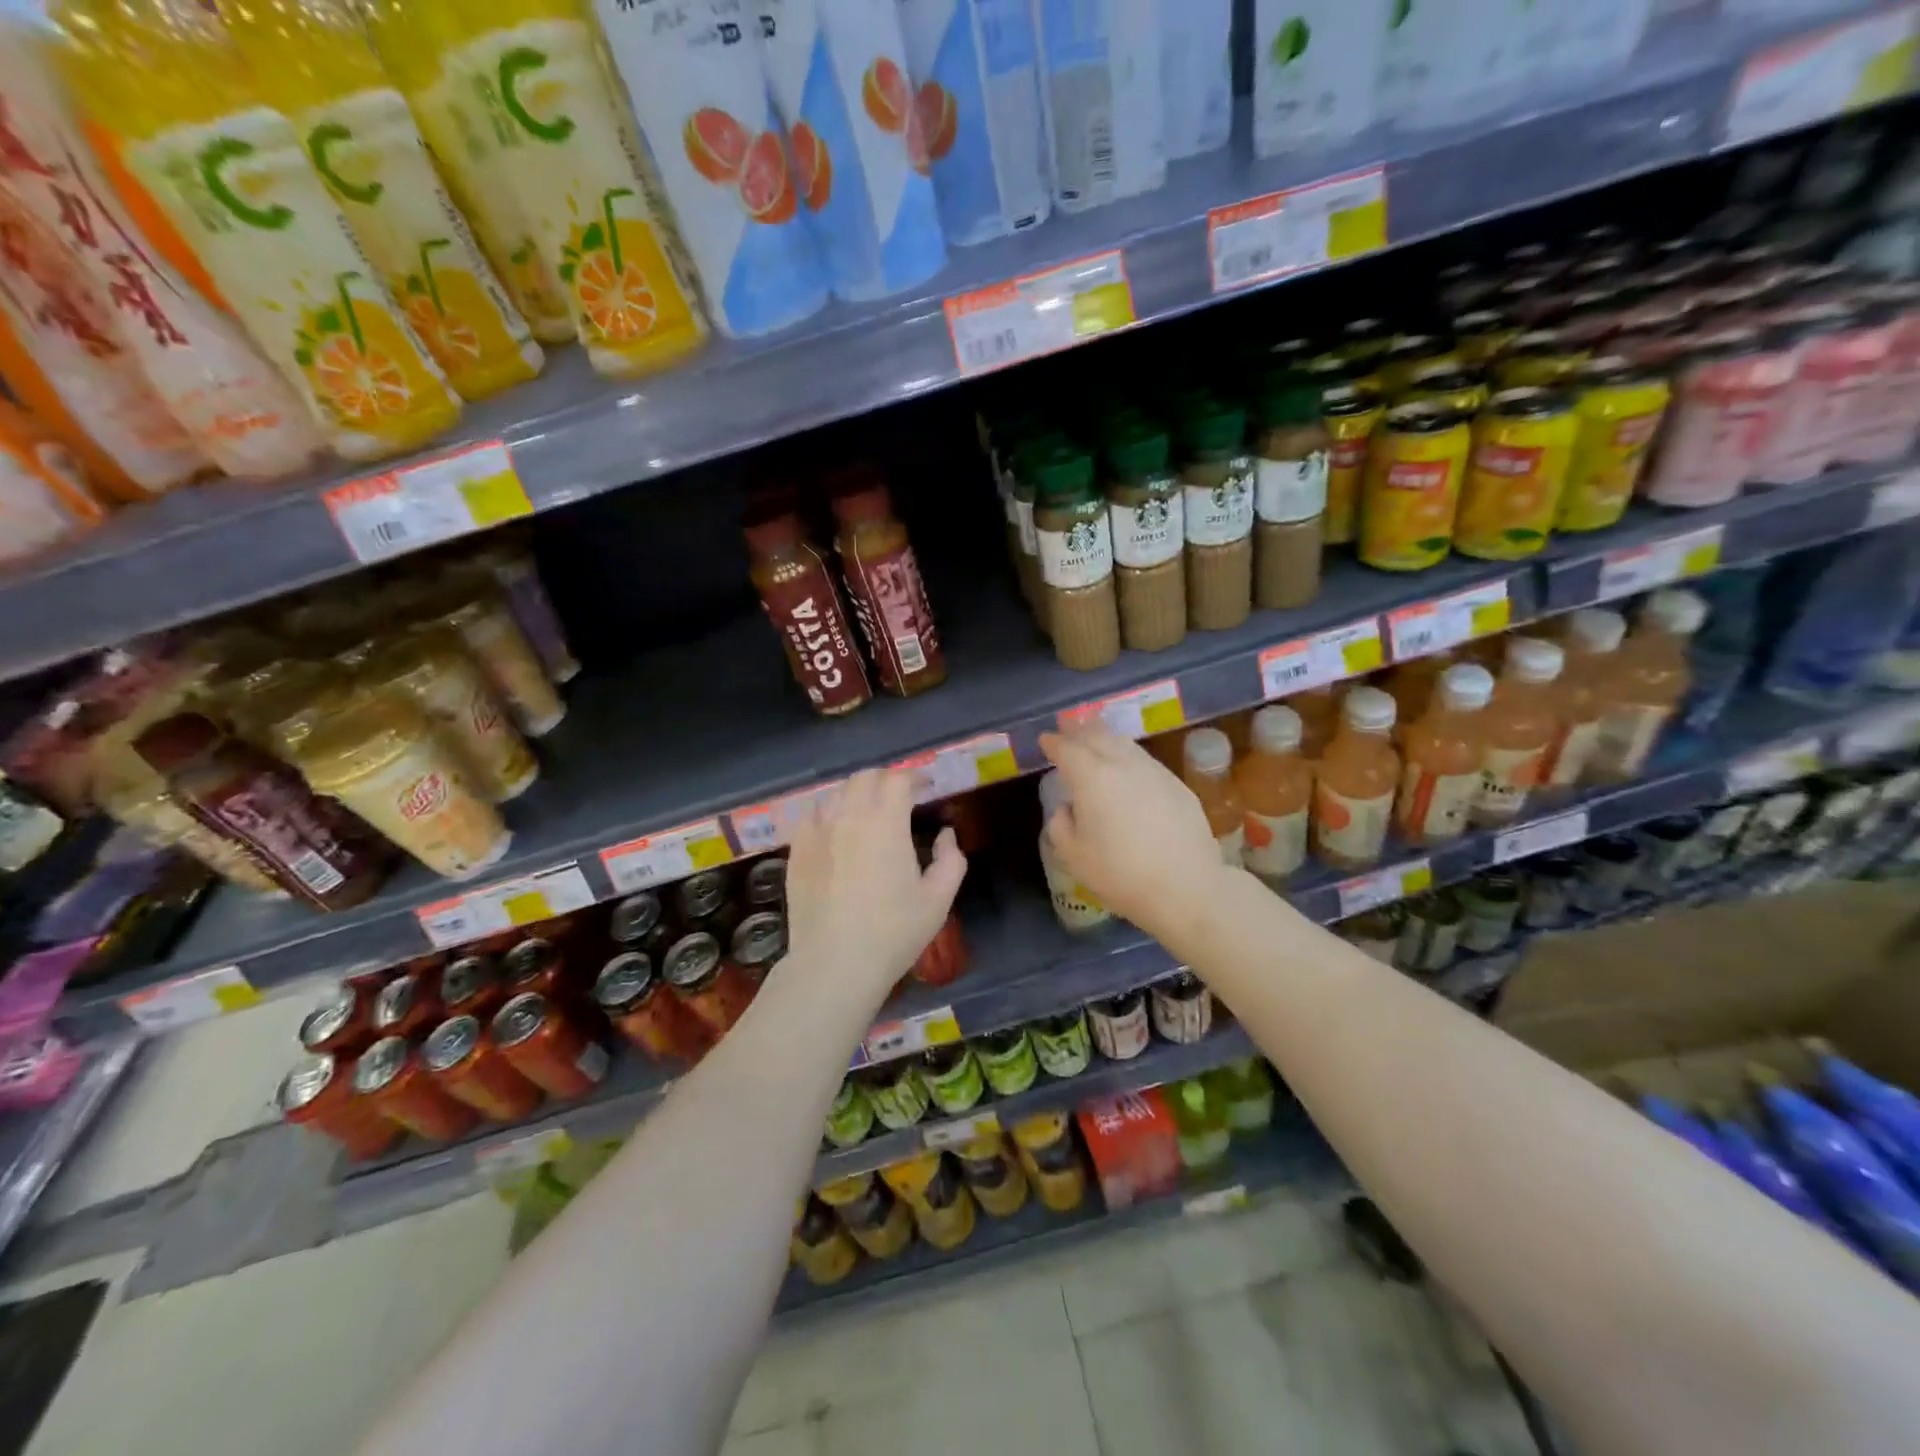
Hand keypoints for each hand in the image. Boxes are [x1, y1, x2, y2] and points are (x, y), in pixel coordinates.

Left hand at [785, 768, 965, 998]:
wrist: (834, 964)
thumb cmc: (893, 933)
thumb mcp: (938, 900)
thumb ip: (951, 860)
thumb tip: (945, 834)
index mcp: (886, 822)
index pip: (898, 780)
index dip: (914, 778)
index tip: (925, 788)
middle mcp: (848, 816)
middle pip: (865, 777)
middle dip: (885, 780)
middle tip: (899, 797)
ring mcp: (817, 831)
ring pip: (835, 792)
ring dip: (856, 793)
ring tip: (867, 811)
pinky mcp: (796, 850)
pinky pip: (811, 815)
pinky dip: (828, 812)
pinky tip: (835, 829)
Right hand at [1038, 725, 1228, 940]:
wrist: (1186, 886)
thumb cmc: (1120, 873)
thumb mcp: (1073, 855)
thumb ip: (1061, 824)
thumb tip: (1068, 808)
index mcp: (1091, 776)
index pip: (1067, 748)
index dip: (1053, 742)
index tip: (1045, 739)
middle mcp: (1122, 764)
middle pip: (1097, 736)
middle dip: (1079, 730)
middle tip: (1067, 726)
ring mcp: (1154, 771)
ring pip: (1124, 744)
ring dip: (1105, 737)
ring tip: (1095, 738)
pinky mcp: (1177, 784)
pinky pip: (1145, 760)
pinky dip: (1128, 755)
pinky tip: (1127, 766)